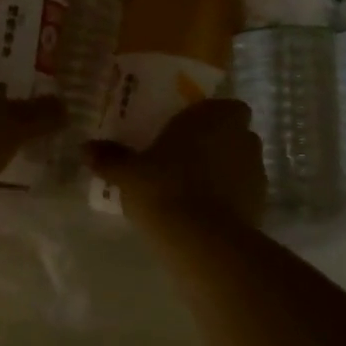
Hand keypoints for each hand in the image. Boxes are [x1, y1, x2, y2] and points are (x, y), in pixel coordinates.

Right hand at [87, 98, 265, 230]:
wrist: (202, 240)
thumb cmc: (164, 188)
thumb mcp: (128, 173)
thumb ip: (110, 158)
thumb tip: (85, 148)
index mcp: (215, 115)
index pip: (224, 106)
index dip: (209, 118)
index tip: (187, 133)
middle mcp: (243, 136)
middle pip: (233, 134)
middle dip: (216, 144)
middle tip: (185, 160)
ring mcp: (257, 170)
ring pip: (240, 163)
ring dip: (224, 171)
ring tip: (193, 189)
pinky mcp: (261, 203)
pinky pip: (243, 192)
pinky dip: (230, 198)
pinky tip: (205, 213)